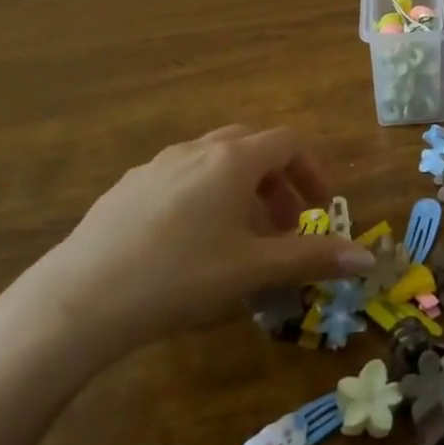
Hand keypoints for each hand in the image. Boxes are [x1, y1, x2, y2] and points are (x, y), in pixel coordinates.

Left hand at [3, 127, 373, 367]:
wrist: (77, 301)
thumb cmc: (180, 276)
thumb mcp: (254, 270)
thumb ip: (312, 258)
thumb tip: (366, 259)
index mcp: (233, 160)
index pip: (289, 143)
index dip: (314, 171)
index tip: (323, 207)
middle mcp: (197, 150)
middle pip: (253, 146)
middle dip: (279, 181)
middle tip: (287, 224)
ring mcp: (156, 167)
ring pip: (215, 162)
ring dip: (243, 190)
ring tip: (243, 238)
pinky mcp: (125, 190)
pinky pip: (181, 179)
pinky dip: (205, 198)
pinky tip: (190, 245)